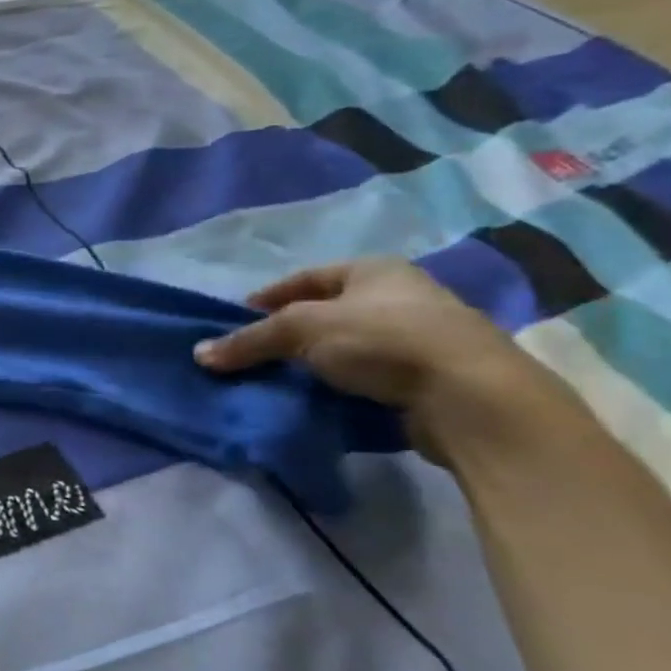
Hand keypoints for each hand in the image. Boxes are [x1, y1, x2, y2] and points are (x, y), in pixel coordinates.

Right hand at [193, 257, 549, 459]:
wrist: (472, 397)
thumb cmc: (383, 340)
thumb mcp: (301, 330)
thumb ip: (249, 341)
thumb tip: (199, 354)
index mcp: (374, 270)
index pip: (305, 277)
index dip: (267, 297)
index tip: (236, 321)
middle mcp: (401, 296)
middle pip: (326, 312)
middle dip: (288, 334)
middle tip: (254, 354)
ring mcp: (421, 338)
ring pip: (348, 347)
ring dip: (315, 363)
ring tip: (280, 381)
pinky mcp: (430, 378)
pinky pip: (369, 377)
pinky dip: (341, 387)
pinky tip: (319, 400)